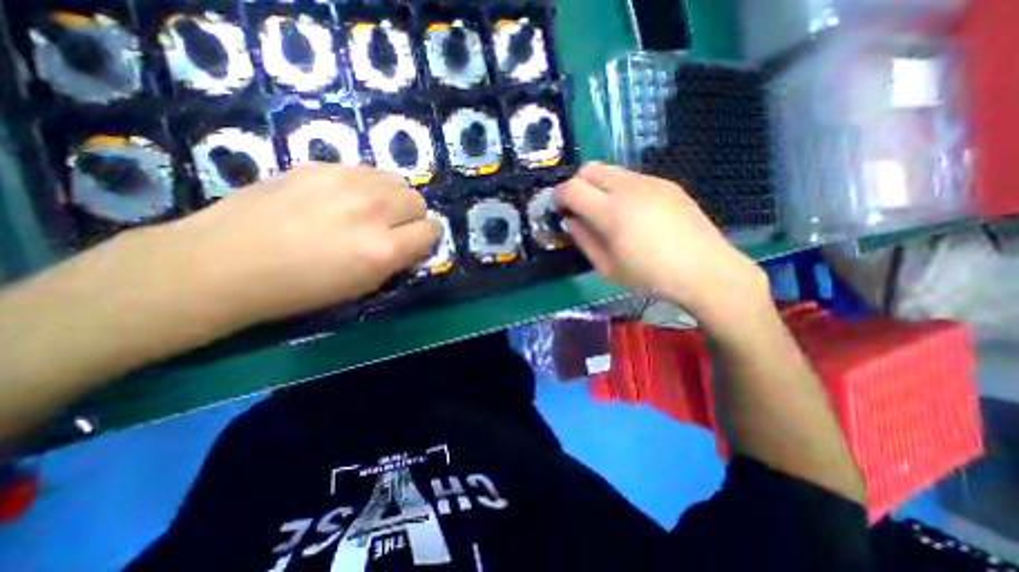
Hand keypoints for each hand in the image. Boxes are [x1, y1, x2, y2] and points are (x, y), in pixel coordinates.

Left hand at [152, 164, 436, 326]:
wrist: (226, 263)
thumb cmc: (302, 288)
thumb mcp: (363, 285)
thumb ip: (398, 260)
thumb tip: (415, 242)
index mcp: (384, 248)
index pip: (431, 230)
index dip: (426, 237)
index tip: (414, 242)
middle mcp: (373, 210)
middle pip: (417, 199)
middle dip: (412, 215)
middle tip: (392, 227)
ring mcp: (346, 182)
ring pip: (396, 179)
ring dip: (393, 196)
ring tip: (370, 209)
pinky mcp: (320, 165)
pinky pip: (365, 170)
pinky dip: (367, 185)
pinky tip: (343, 197)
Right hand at [556, 163, 763, 328]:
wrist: (704, 269)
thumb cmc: (650, 275)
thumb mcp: (607, 267)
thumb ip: (583, 240)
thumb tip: (570, 221)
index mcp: (611, 212)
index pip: (572, 188)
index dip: (558, 196)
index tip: (559, 209)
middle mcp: (629, 188)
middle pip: (589, 168)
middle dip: (576, 185)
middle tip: (580, 208)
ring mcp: (650, 182)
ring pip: (611, 170)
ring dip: (599, 185)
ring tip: (608, 211)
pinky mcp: (667, 183)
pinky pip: (632, 177)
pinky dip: (620, 188)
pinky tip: (633, 212)